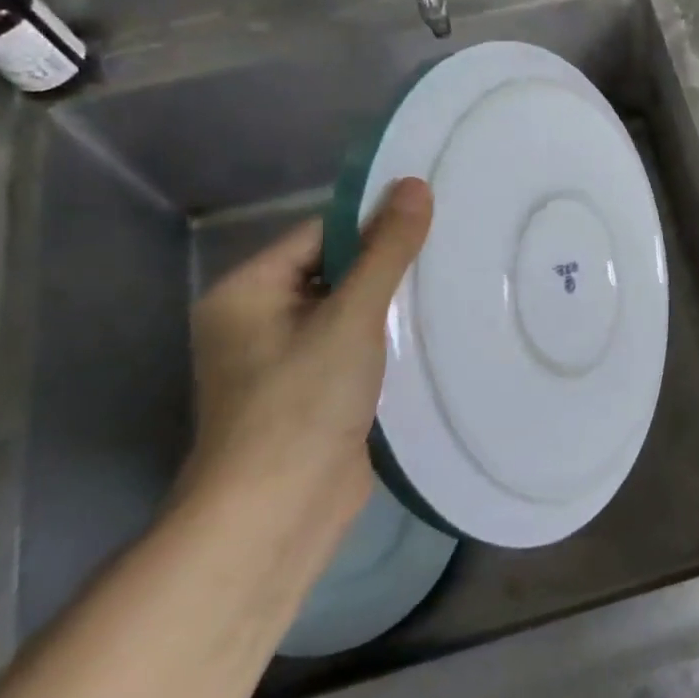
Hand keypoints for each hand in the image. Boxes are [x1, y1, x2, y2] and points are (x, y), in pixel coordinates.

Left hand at [182, 178, 432, 533]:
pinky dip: (386, 342)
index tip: (431, 217)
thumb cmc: (303, 403)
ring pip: (347, 314)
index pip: (319, 235)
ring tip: (452, 284)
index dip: (373, 224)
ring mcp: (284, 361)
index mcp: (246, 291)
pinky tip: (432, 334)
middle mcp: (257, 320)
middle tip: (451, 250)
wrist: (280, 512)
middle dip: (387, 267)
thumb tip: (415, 184)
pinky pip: (353, 349)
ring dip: (390, 306)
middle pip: (333, 272)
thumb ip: (386, 252)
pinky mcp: (312, 394)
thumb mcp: (351, 317)